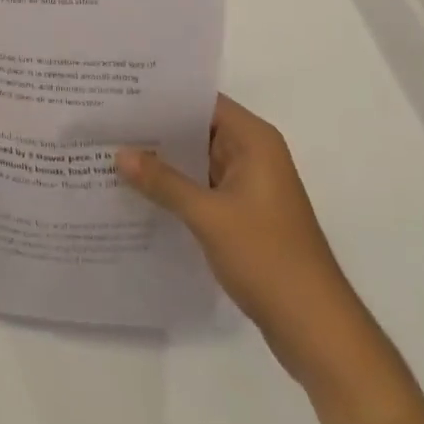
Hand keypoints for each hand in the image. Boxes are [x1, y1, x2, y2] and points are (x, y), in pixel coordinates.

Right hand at [117, 95, 379, 389]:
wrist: (317, 331)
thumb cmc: (269, 259)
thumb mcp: (208, 216)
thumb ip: (163, 182)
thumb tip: (119, 153)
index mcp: (254, 140)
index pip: (202, 101)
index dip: (163, 95)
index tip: (121, 92)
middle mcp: (253, 154)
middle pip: (197, 128)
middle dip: (156, 128)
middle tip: (107, 120)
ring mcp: (249, 186)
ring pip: (197, 159)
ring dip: (163, 160)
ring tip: (112, 150)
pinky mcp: (243, 215)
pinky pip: (201, 187)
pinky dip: (175, 187)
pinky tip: (139, 190)